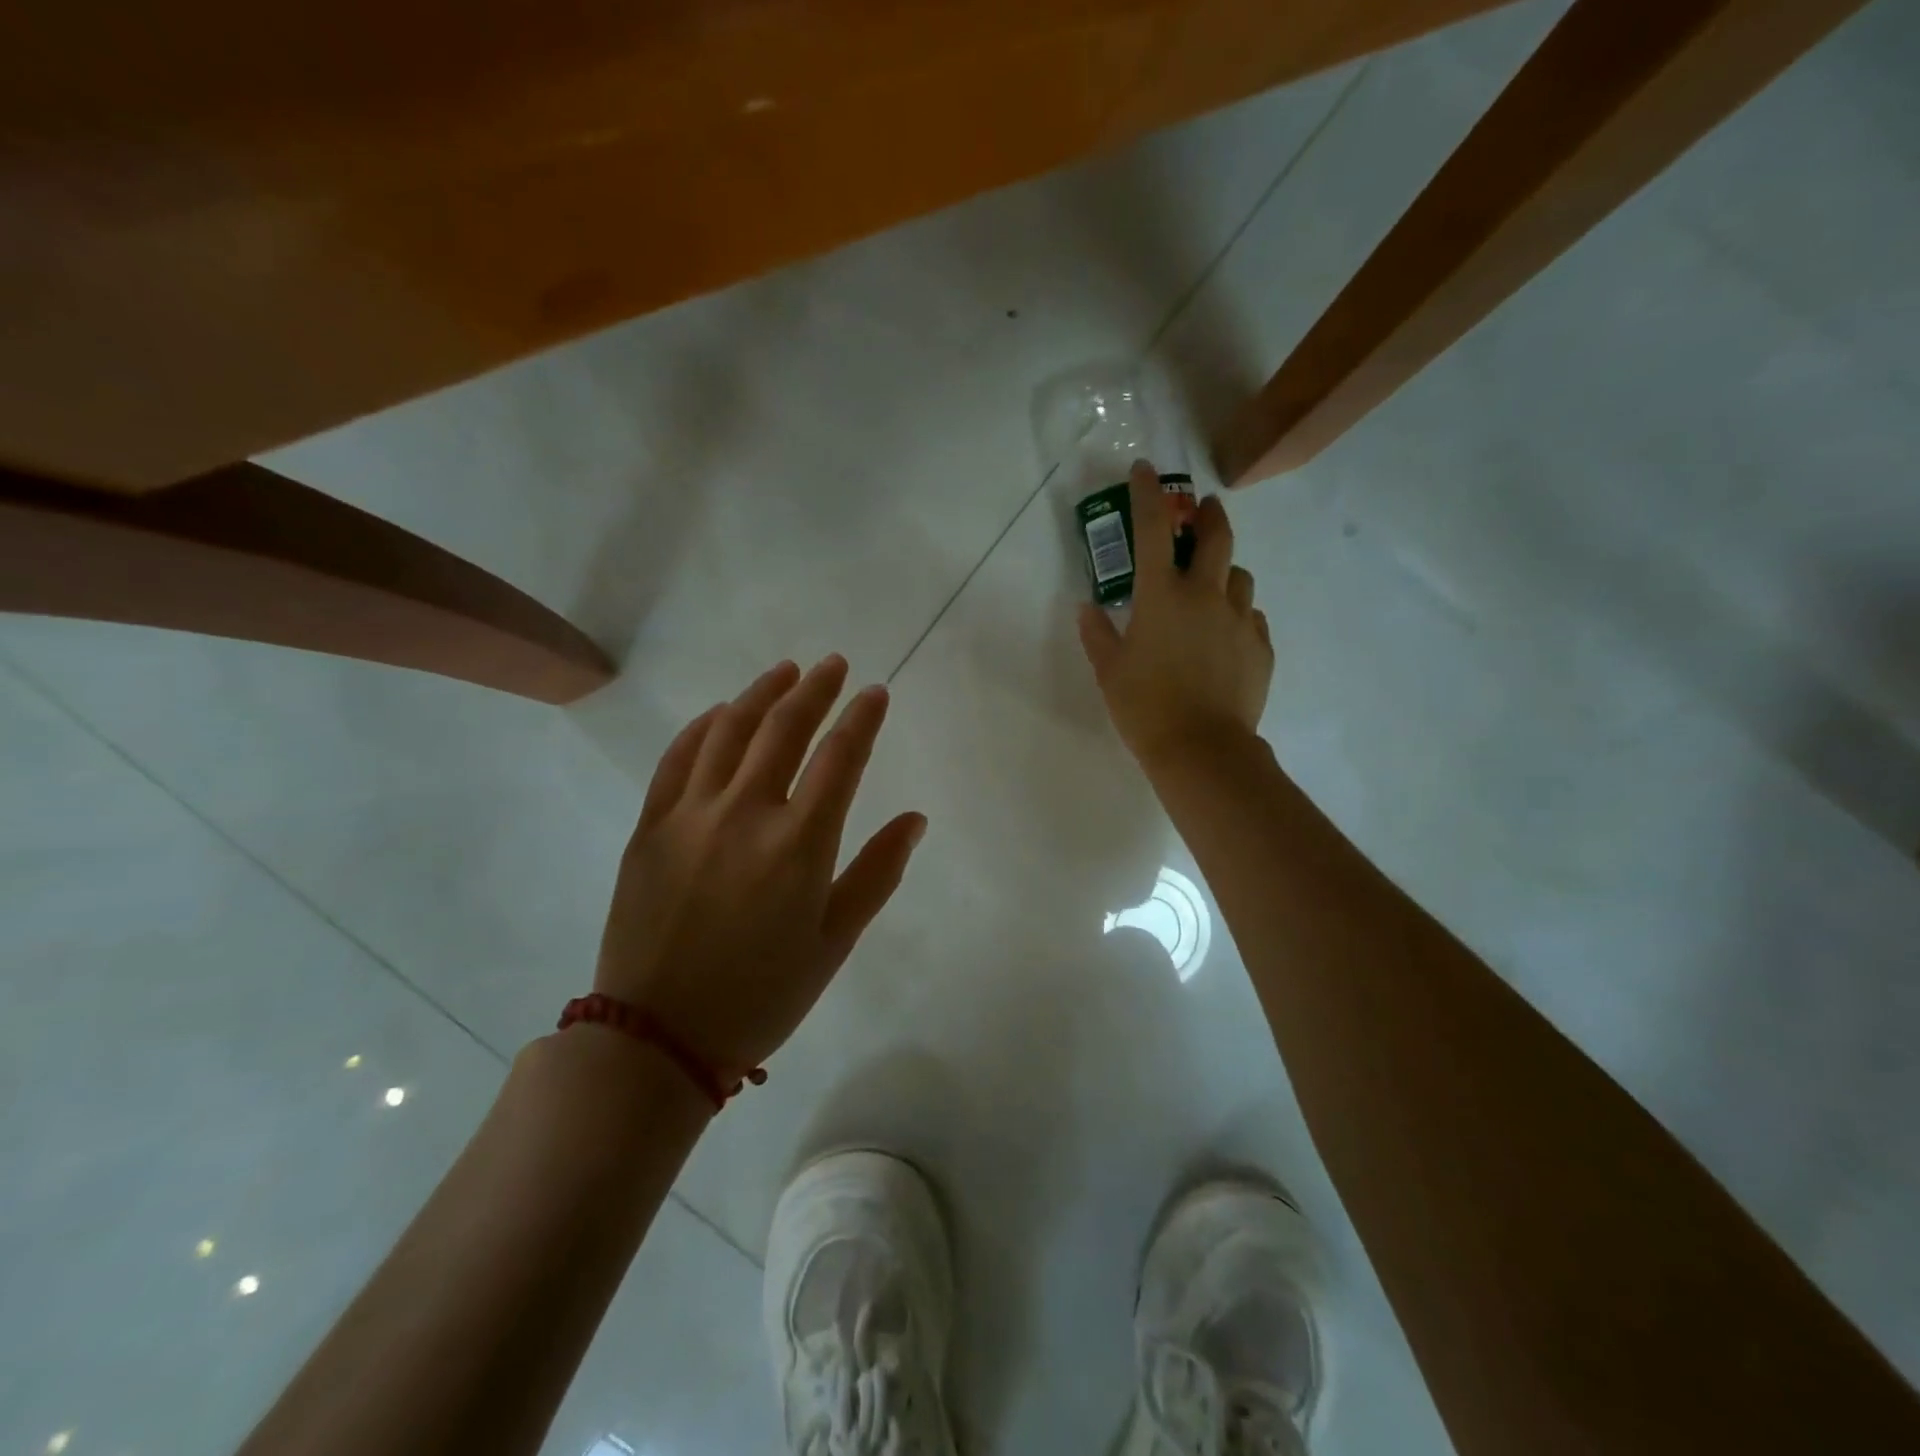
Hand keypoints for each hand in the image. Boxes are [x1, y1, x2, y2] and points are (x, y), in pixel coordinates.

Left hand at [595, 656, 925, 1081]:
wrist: (657, 1037)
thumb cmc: (761, 996)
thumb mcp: (833, 943)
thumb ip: (876, 874)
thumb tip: (913, 819)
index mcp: (799, 844)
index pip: (840, 757)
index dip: (862, 718)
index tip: (875, 692)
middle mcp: (746, 813)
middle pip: (785, 728)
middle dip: (815, 689)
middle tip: (834, 665)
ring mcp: (691, 814)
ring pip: (730, 730)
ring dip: (761, 693)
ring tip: (785, 672)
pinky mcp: (650, 826)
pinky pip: (678, 758)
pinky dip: (704, 726)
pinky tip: (721, 712)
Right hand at [1078, 459, 1272, 768]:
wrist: (1202, 749)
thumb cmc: (1144, 707)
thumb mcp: (1109, 671)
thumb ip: (1098, 634)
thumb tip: (1087, 608)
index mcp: (1162, 596)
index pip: (1154, 529)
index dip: (1147, 494)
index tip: (1144, 470)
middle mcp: (1206, 595)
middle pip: (1217, 536)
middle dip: (1208, 515)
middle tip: (1201, 511)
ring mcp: (1240, 619)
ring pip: (1239, 576)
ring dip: (1224, 570)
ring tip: (1211, 586)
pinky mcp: (1261, 645)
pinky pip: (1251, 615)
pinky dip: (1237, 613)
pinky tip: (1224, 634)